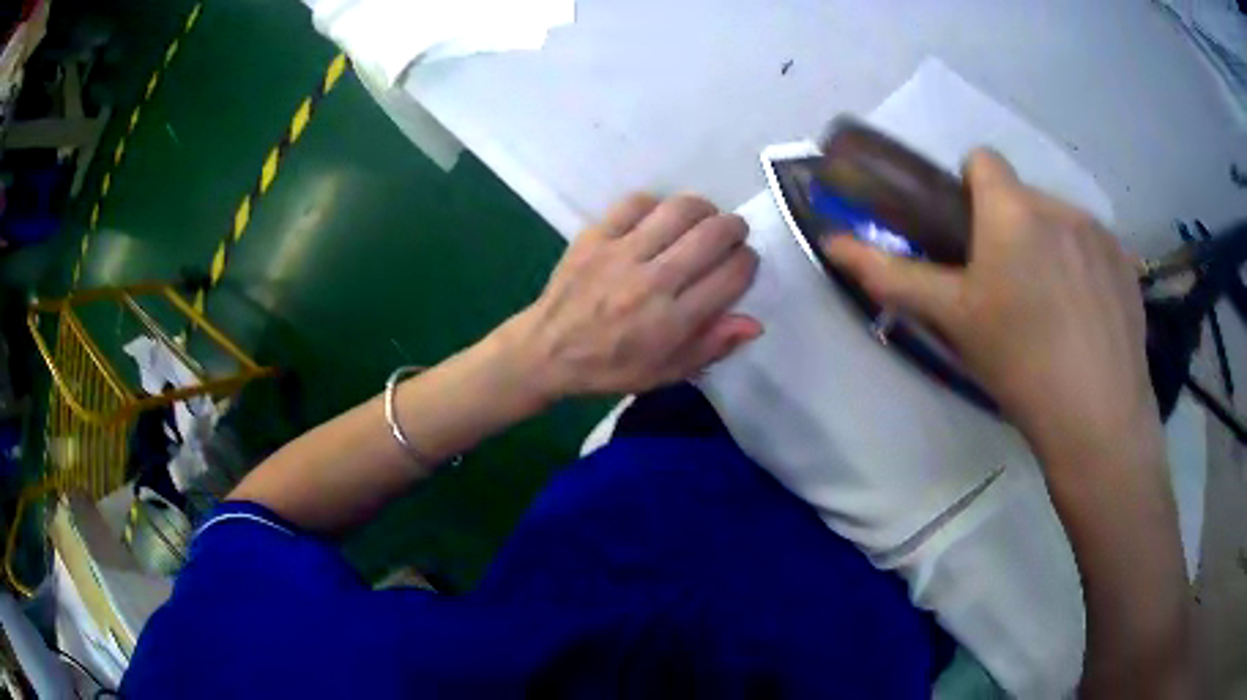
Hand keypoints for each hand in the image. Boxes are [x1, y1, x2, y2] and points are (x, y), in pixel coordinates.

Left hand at [509, 193, 761, 400]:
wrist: (547, 350)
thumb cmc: (611, 367)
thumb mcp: (666, 373)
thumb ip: (712, 347)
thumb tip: (754, 323)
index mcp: (673, 321)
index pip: (731, 275)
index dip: (748, 262)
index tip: (743, 262)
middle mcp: (652, 281)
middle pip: (712, 235)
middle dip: (734, 228)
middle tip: (732, 233)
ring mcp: (621, 254)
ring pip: (679, 210)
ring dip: (703, 209)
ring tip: (703, 219)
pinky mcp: (595, 236)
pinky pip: (637, 202)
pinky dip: (657, 204)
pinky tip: (658, 218)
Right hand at [821, 149, 1161, 468]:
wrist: (1098, 418)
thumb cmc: (1019, 364)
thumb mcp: (953, 321)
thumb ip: (894, 276)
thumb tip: (832, 243)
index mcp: (1011, 210)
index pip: (982, 160)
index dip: (971, 190)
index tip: (974, 241)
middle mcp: (1057, 204)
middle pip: (1022, 196)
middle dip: (1011, 227)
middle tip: (1011, 291)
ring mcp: (1098, 232)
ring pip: (1060, 221)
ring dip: (1050, 247)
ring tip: (1054, 311)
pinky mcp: (1125, 261)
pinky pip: (1094, 246)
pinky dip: (1085, 268)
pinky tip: (1087, 319)